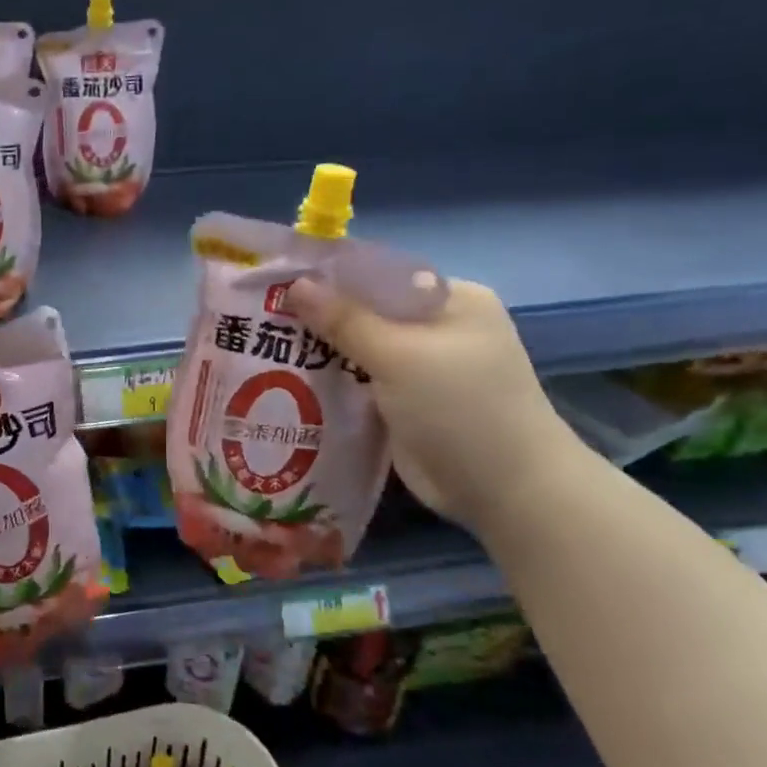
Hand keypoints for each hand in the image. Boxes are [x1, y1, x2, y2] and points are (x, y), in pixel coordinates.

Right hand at [286, 276, 581, 529]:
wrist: (505, 491)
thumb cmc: (461, 407)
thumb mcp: (400, 355)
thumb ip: (345, 319)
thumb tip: (295, 284)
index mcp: (450, 300)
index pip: (379, 274)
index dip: (330, 277)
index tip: (279, 281)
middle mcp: (436, 327)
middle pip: (366, 311)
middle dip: (318, 316)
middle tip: (261, 315)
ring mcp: (420, 367)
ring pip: (357, 348)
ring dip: (319, 350)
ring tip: (262, 345)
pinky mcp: (403, 402)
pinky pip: (358, 380)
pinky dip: (329, 380)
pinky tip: (286, 379)